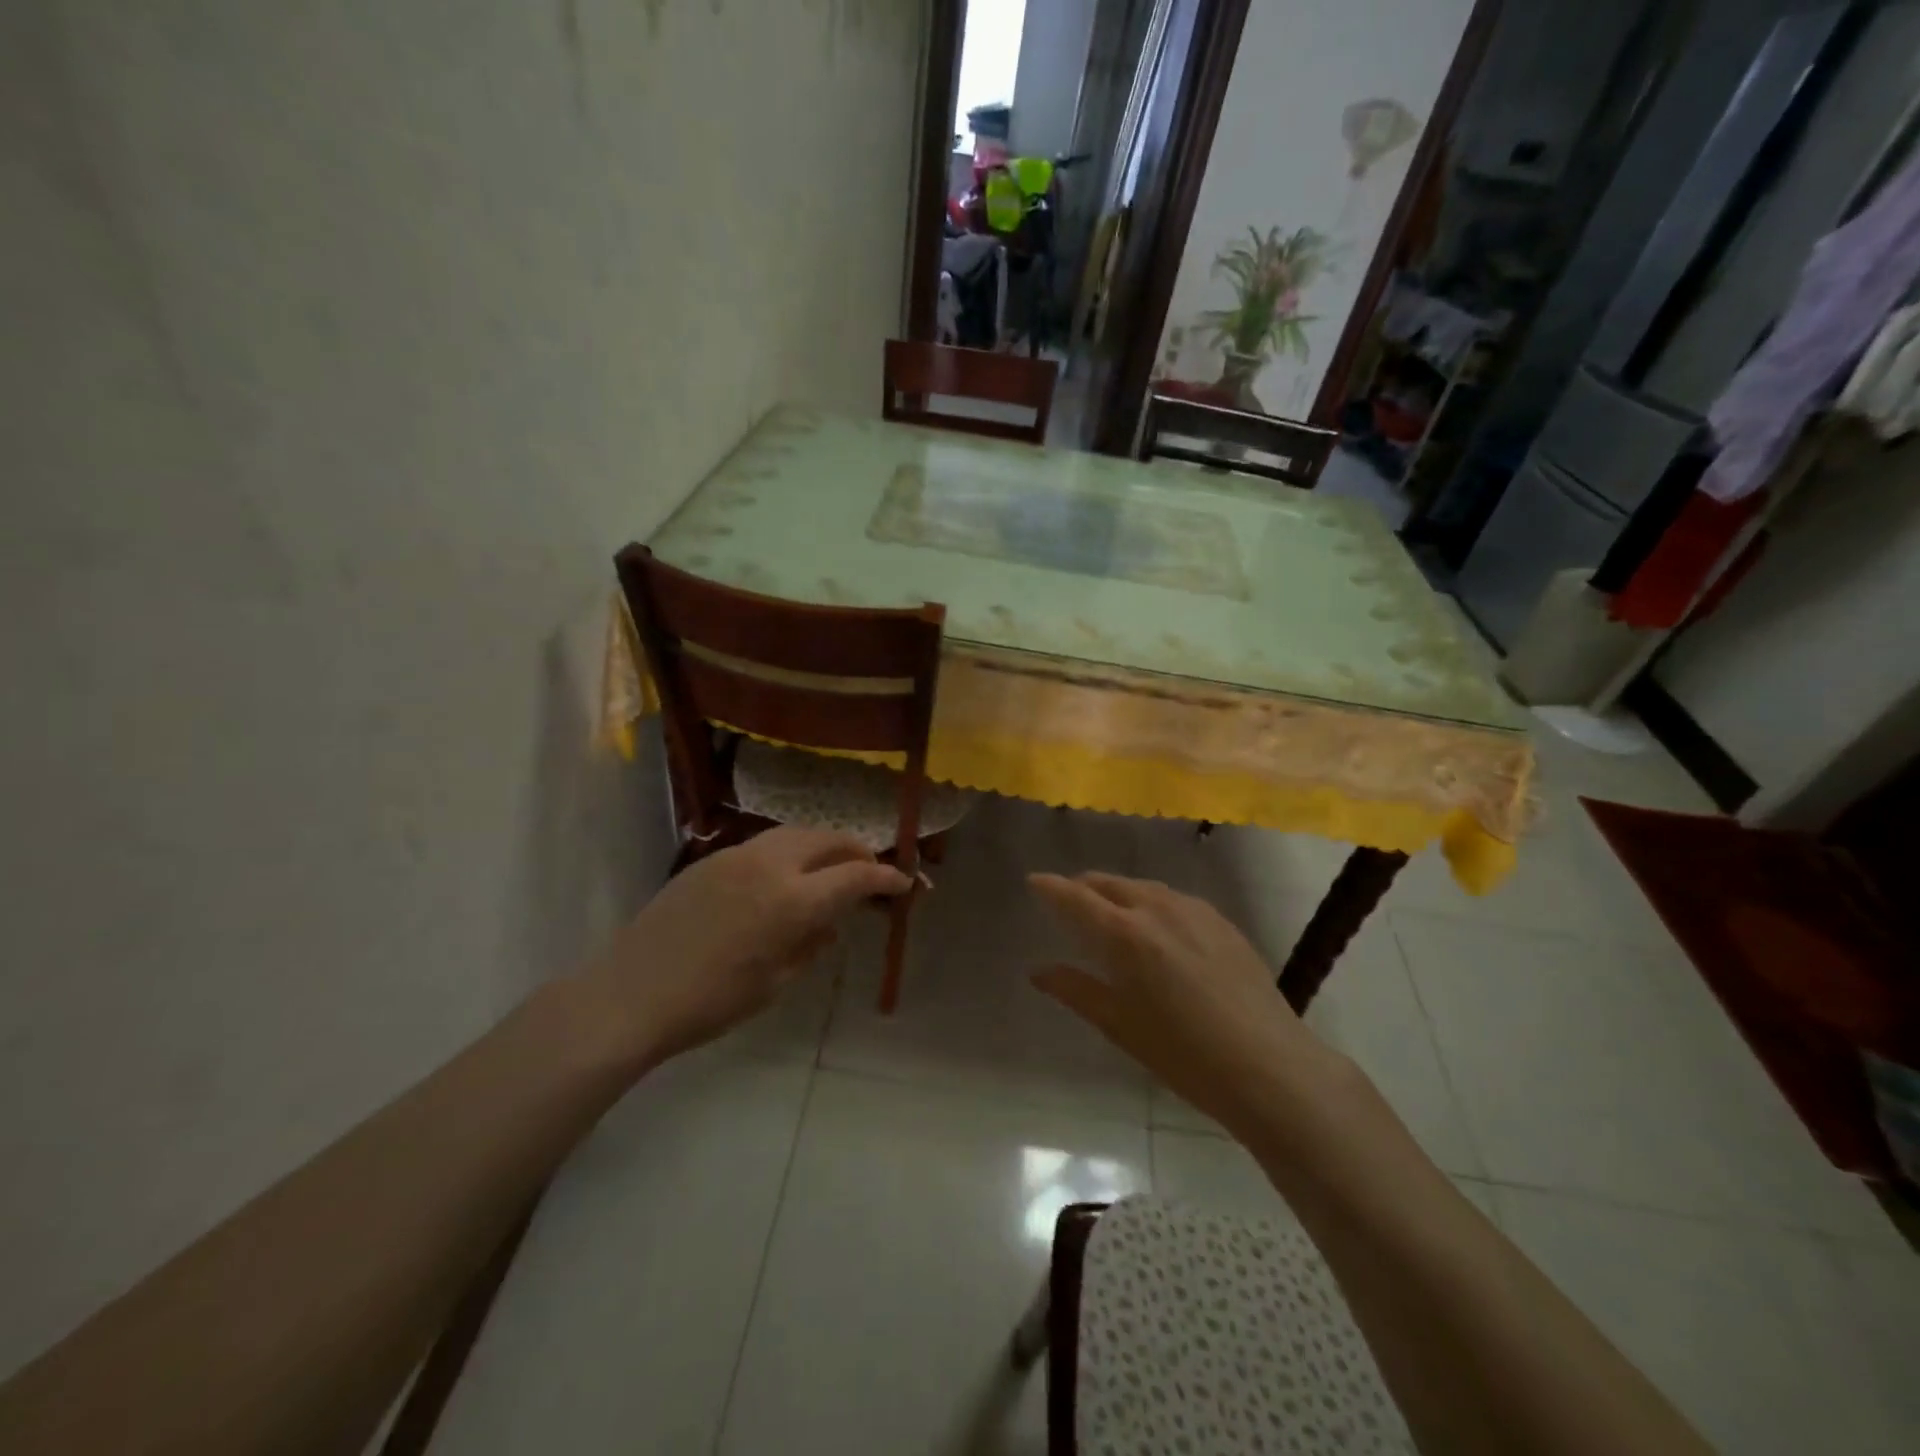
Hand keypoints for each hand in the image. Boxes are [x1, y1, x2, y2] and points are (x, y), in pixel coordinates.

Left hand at [585, 829, 909, 1069]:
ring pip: (796, 834)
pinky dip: (790, 852)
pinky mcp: (711, 859)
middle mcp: (770, 865)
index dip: (886, 877)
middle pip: (829, 840)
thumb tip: (829, 922)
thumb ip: (811, 943)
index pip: (855, 875)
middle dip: (858, 851)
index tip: (905, 883)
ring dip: (824, 846)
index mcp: (792, 900)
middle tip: (872, 871)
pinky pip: (765, 845)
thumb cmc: (711, 1003)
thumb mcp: (776, 983)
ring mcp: (737, 856)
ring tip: (833, 867)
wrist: (631, 994)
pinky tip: (786, 876)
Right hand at [1029, 872, 1348, 1139]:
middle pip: (1109, 883)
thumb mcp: (1120, 1026)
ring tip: (1112, 915)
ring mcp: (1194, 910)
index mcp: (1124, 934)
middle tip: (1069, 904)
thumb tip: (1038, 971)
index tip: (1034, 881)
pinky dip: (1152, 903)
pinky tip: (1158, 929)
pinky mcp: (1221, 921)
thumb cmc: (1183, 1054)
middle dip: (1083, 888)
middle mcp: (1156, 908)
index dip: (1050, 887)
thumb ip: (1076, 990)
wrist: (1268, 1065)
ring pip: (1143, 887)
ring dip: (1119, 894)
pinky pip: (1173, 899)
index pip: (1075, 897)